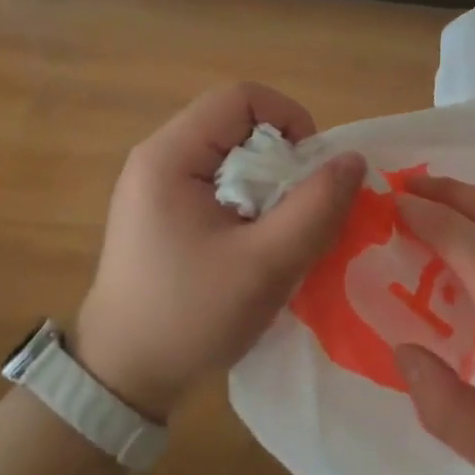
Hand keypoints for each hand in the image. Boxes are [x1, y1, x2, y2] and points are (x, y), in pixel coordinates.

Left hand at [73, 83, 364, 421]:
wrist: (121, 378)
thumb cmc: (189, 316)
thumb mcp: (264, 264)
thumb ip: (315, 207)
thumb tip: (353, 159)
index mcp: (170, 155)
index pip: (241, 97)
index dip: (289, 119)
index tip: (311, 169)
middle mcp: (158, 158)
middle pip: (237, 123)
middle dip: (282, 157)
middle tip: (300, 208)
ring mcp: (157, 185)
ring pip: (232, 154)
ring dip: (269, 183)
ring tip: (281, 230)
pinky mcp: (162, 211)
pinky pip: (219, 182)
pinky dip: (250, 201)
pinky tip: (256, 243)